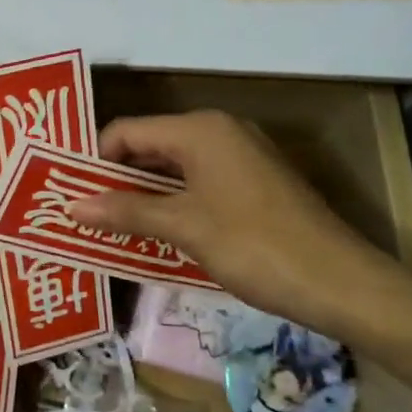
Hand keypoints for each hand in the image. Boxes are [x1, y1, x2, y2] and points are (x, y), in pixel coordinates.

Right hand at [68, 111, 406, 338]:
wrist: (341, 282)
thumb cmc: (254, 245)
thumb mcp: (182, 227)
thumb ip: (125, 211)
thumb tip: (71, 206)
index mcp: (199, 130)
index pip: (126, 131)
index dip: (95, 161)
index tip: (71, 195)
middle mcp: (219, 131)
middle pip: (149, 146)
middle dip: (116, 178)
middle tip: (85, 213)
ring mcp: (241, 156)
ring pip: (173, 166)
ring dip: (142, 194)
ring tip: (111, 225)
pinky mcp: (254, 182)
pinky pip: (198, 181)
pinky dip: (172, 201)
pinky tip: (156, 231)